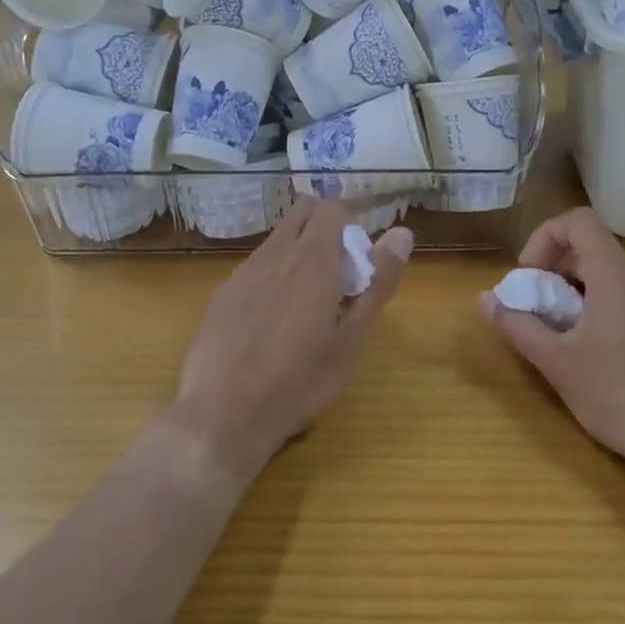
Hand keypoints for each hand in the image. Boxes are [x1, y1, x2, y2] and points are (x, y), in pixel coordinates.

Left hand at [174, 198, 411, 482]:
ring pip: (276, 238)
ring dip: (297, 250)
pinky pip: (254, 266)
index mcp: (313, 259)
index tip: (359, 257)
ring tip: (306, 301)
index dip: (351, 223)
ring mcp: (243, 271)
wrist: (224, 415)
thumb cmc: (301, 381)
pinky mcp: (221, 294)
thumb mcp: (353, 338)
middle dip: (324, 226)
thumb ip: (379, 281)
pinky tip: (271, 320)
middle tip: (337, 271)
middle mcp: (275, 253)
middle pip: (302, 212)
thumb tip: (402, 233)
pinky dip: (272, 275)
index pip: (333, 208)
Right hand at [481, 207, 624, 481]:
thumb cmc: (622, 396)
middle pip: (592, 248)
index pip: (577, 221)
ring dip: (578, 292)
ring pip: (611, 274)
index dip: (544, 238)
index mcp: (616, 272)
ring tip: (566, 337)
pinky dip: (605, 307)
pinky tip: (601, 354)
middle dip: (555, 271)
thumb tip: (485, 299)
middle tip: (539, 312)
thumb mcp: (558, 364)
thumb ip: (519, 326)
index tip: (530, 278)